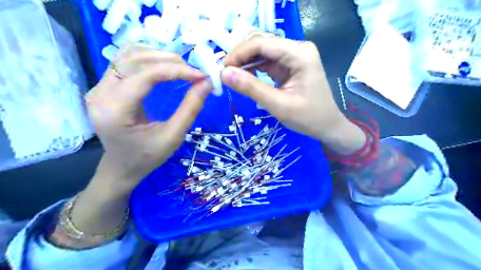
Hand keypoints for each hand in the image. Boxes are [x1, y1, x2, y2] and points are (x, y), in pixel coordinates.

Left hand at [85, 45, 211, 191]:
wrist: (122, 166)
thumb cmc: (147, 156)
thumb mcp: (173, 137)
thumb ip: (191, 108)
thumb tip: (207, 83)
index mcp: (115, 111)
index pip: (145, 76)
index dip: (176, 70)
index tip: (201, 75)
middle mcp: (100, 93)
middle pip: (135, 59)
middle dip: (169, 61)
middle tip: (193, 72)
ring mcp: (99, 86)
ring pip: (129, 54)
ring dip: (159, 56)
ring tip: (182, 68)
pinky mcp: (104, 85)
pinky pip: (126, 61)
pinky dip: (149, 59)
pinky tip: (164, 67)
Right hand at [221, 34, 364, 153]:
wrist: (327, 126)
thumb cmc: (308, 118)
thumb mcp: (278, 105)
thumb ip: (251, 88)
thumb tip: (224, 73)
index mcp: (300, 54)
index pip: (262, 43)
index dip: (239, 53)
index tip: (222, 69)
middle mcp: (297, 48)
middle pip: (261, 43)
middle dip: (240, 56)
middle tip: (224, 73)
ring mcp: (294, 55)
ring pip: (262, 50)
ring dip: (245, 61)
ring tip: (230, 75)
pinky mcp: (289, 64)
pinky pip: (266, 61)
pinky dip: (253, 67)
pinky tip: (243, 76)